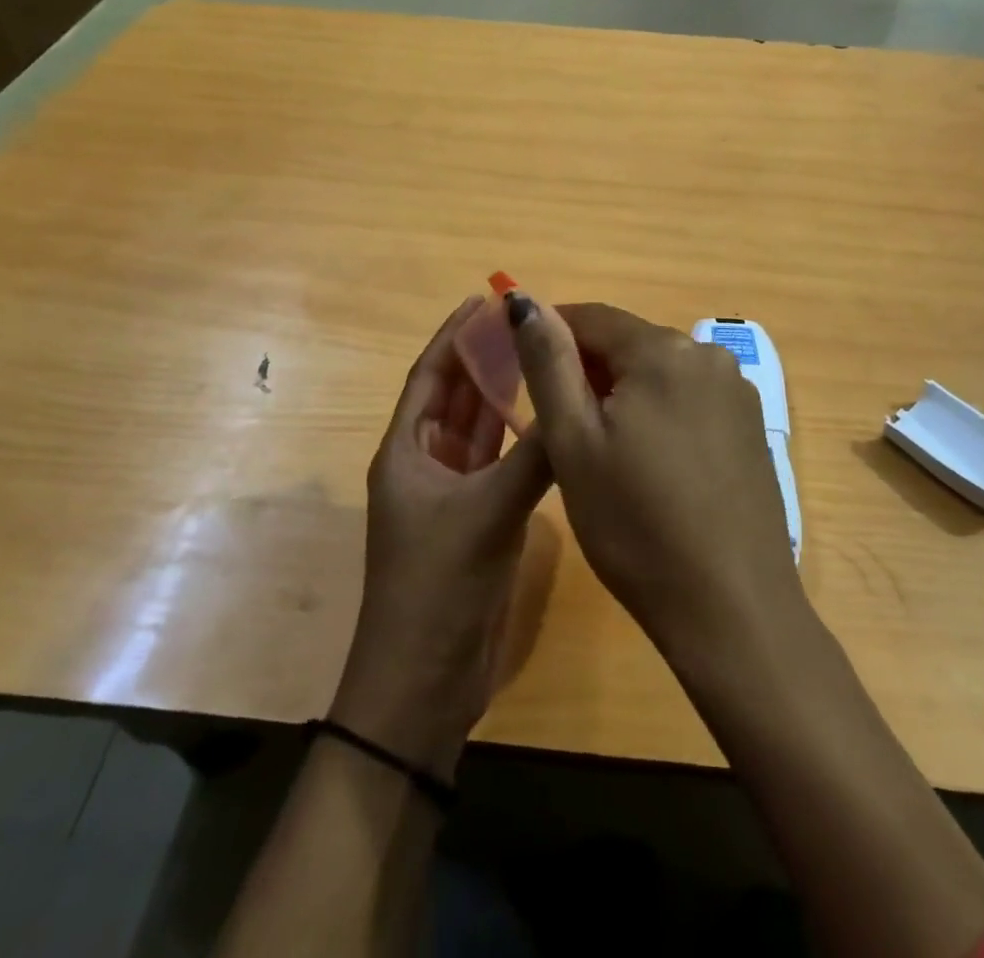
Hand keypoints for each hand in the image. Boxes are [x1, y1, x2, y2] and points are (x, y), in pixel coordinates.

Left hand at [329, 297, 551, 779]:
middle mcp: (427, 463)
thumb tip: (577, 405)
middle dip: (485, 357)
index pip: (430, 376)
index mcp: (406, 451)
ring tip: (543, 356)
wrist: (424, 684)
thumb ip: (533, 458)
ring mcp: (454, 492)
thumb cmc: (438, 588)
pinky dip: (521, 438)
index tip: (484, 298)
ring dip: (505, 394)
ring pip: (481, 428)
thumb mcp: (486, 515)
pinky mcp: (479, 519)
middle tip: (527, 322)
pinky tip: (551, 418)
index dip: (453, 335)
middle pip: (456, 395)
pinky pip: (501, 462)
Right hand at [506, 295, 803, 655]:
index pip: (592, 316)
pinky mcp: (752, 426)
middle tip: (560, 427)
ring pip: (659, 372)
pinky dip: (659, 413)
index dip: (551, 334)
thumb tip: (524, 300)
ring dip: (623, 393)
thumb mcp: (574, 442)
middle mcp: (709, 355)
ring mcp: (737, 391)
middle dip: (588, 370)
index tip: (521, 369)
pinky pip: (689, 399)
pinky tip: (650, 464)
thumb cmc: (636, 525)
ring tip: (603, 451)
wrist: (732, 608)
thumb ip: (548, 361)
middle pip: (629, 342)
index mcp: (664, 350)